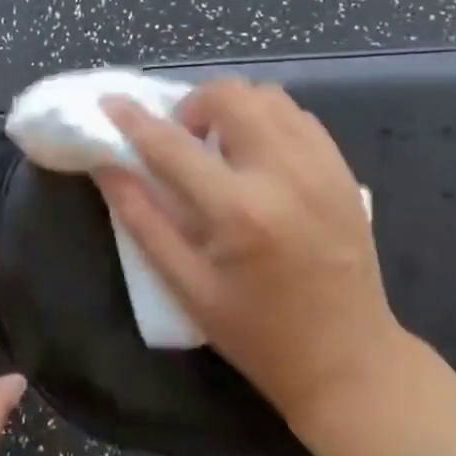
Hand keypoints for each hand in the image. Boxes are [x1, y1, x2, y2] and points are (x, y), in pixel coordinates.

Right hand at [97, 80, 409, 429]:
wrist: (348, 360)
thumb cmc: (257, 333)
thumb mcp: (187, 286)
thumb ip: (142, 219)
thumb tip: (106, 167)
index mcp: (239, 212)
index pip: (173, 146)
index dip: (134, 120)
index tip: (111, 104)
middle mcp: (285, 175)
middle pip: (231, 96)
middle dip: (193, 105)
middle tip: (182, 140)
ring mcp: (322, 168)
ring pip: (268, 95)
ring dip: (232, 107)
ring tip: (220, 145)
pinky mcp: (344, 171)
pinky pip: (298, 116)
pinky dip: (267, 119)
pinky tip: (256, 156)